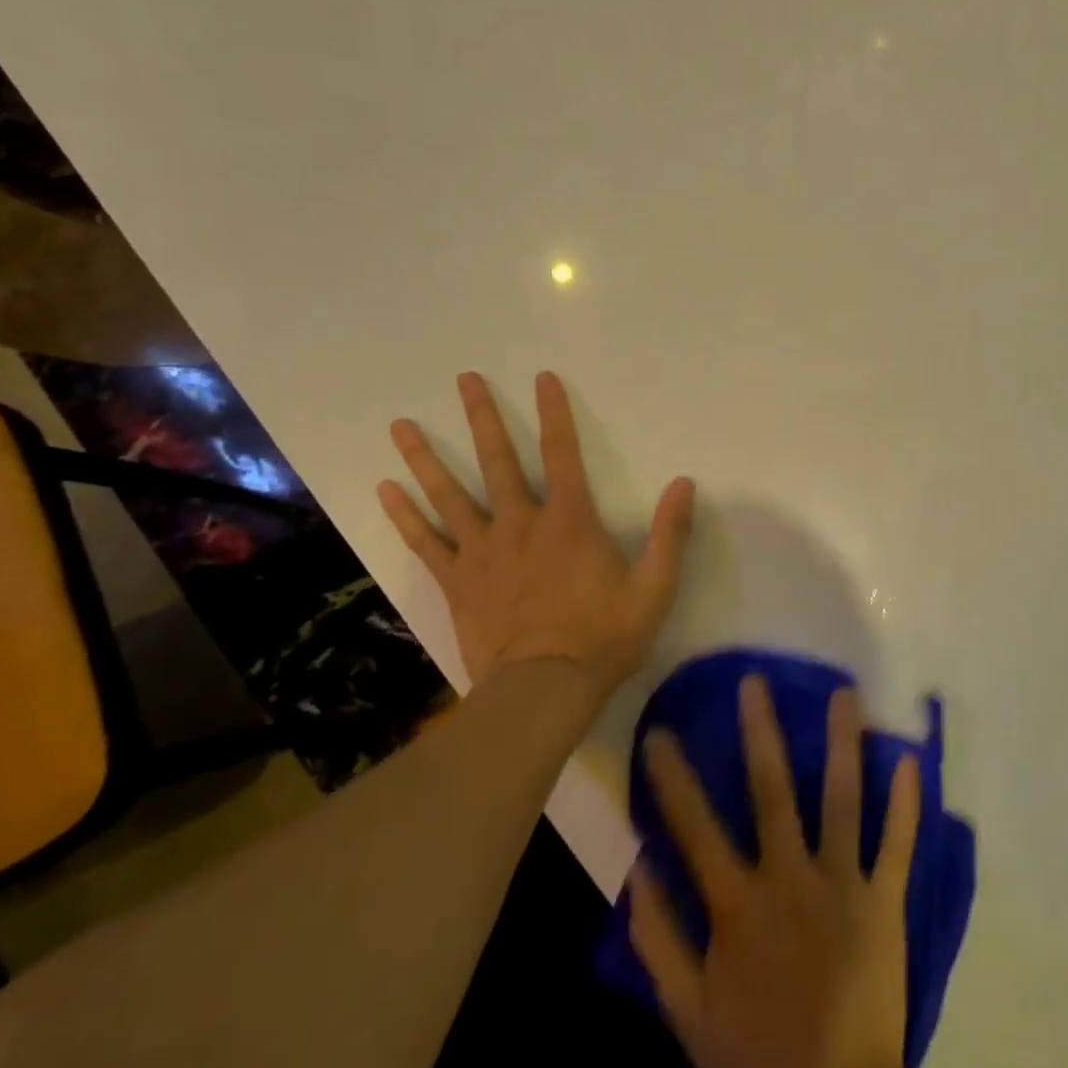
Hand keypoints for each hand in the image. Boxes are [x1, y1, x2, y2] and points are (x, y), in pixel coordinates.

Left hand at [376, 370, 694, 695]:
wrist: (545, 689)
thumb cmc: (605, 638)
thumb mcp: (655, 588)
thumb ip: (670, 533)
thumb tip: (684, 483)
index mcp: (569, 521)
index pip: (563, 453)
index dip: (554, 413)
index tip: (542, 378)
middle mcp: (520, 524)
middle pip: (497, 461)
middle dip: (482, 417)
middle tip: (464, 379)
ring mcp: (482, 551)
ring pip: (449, 495)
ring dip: (425, 457)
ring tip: (400, 425)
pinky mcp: (457, 581)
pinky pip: (424, 542)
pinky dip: (404, 515)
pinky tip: (383, 490)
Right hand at [633, 676, 955, 1067]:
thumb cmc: (758, 1060)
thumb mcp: (687, 1013)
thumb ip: (659, 938)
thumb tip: (637, 869)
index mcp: (739, 904)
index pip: (695, 826)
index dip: (673, 777)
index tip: (659, 730)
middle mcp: (790, 879)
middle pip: (772, 793)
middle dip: (761, 732)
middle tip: (755, 681)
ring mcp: (843, 886)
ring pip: (841, 802)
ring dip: (843, 745)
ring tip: (844, 694)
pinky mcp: (885, 904)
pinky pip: (896, 846)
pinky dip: (905, 804)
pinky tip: (911, 760)